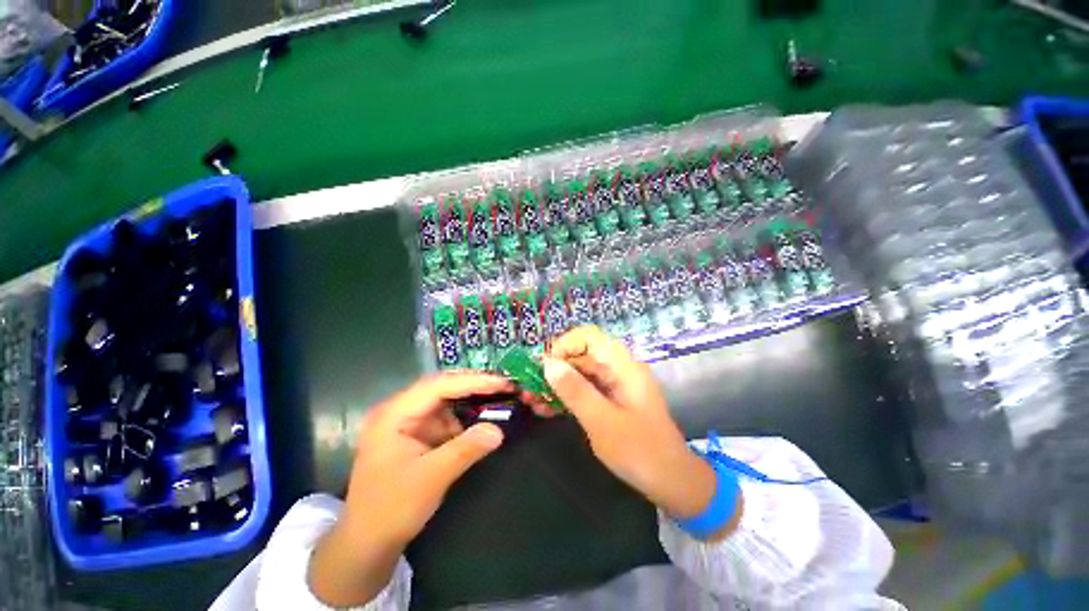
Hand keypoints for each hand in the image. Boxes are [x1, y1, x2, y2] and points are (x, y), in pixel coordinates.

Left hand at [308, 372, 511, 606]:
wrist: (366, 544)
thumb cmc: (390, 509)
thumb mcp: (430, 478)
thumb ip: (465, 450)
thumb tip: (499, 430)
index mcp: (394, 414)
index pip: (438, 386)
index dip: (473, 381)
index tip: (502, 383)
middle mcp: (399, 411)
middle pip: (442, 388)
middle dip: (473, 387)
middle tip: (504, 386)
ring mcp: (406, 422)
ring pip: (445, 402)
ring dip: (470, 402)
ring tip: (498, 400)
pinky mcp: (415, 435)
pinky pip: (444, 419)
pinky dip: (464, 420)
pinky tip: (480, 422)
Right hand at [536, 326, 740, 538]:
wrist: (673, 483)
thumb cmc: (640, 451)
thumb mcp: (602, 421)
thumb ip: (575, 390)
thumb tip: (548, 364)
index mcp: (622, 366)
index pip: (589, 336)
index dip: (564, 344)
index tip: (545, 366)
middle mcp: (617, 369)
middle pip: (581, 355)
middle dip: (554, 369)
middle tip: (529, 388)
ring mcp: (614, 386)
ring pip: (579, 374)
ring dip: (555, 385)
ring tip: (531, 400)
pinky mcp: (610, 401)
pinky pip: (584, 391)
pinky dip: (566, 397)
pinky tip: (545, 409)